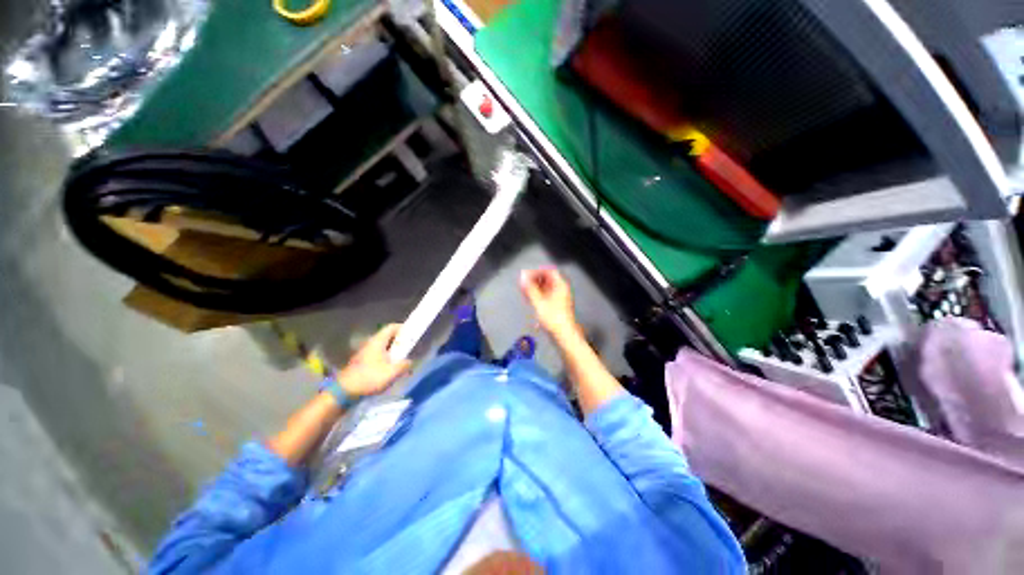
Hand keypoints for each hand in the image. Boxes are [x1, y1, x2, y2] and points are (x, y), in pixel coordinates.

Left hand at [336, 324, 411, 397]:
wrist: (344, 392)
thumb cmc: (369, 378)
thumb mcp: (392, 372)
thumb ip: (404, 365)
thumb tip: (410, 362)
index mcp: (378, 341)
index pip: (392, 327)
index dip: (404, 328)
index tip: (413, 334)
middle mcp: (371, 343)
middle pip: (389, 337)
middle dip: (400, 342)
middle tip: (409, 349)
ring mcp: (365, 353)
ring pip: (384, 347)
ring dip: (394, 352)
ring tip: (402, 361)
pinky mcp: (362, 362)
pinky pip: (378, 355)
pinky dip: (387, 358)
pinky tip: (390, 369)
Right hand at [519, 267, 578, 338]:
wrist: (564, 334)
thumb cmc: (553, 318)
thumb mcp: (539, 302)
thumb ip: (530, 289)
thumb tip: (523, 278)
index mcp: (560, 285)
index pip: (549, 271)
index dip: (536, 271)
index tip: (526, 275)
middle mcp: (562, 289)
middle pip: (547, 278)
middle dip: (535, 279)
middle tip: (524, 283)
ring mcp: (560, 297)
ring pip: (546, 287)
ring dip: (535, 288)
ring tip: (525, 291)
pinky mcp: (557, 305)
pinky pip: (547, 295)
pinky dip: (538, 295)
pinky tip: (530, 299)